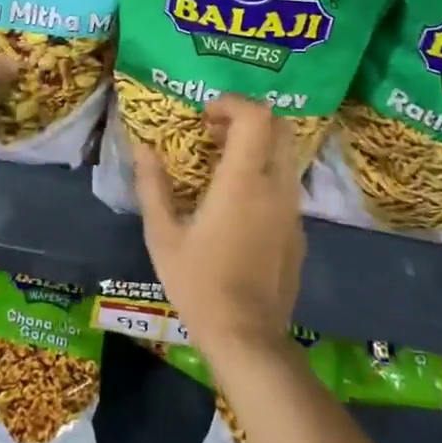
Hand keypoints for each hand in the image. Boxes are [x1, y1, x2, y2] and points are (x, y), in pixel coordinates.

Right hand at [133, 94, 304, 357]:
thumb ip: (152, 186)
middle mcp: (276, 188)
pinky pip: (286, 185)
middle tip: (213, 131)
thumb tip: (143, 148)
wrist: (247, 339)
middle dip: (248, 118)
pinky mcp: (298, 233)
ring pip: (286, 155)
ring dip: (257, 145)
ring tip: (221, 163)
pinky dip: (264, 174)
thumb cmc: (199, 284)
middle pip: (280, 127)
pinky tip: (236, 203)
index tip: (204, 115)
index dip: (231, 103)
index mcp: (243, 183)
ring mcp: (292, 211)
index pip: (256, 117)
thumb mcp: (162, 235)